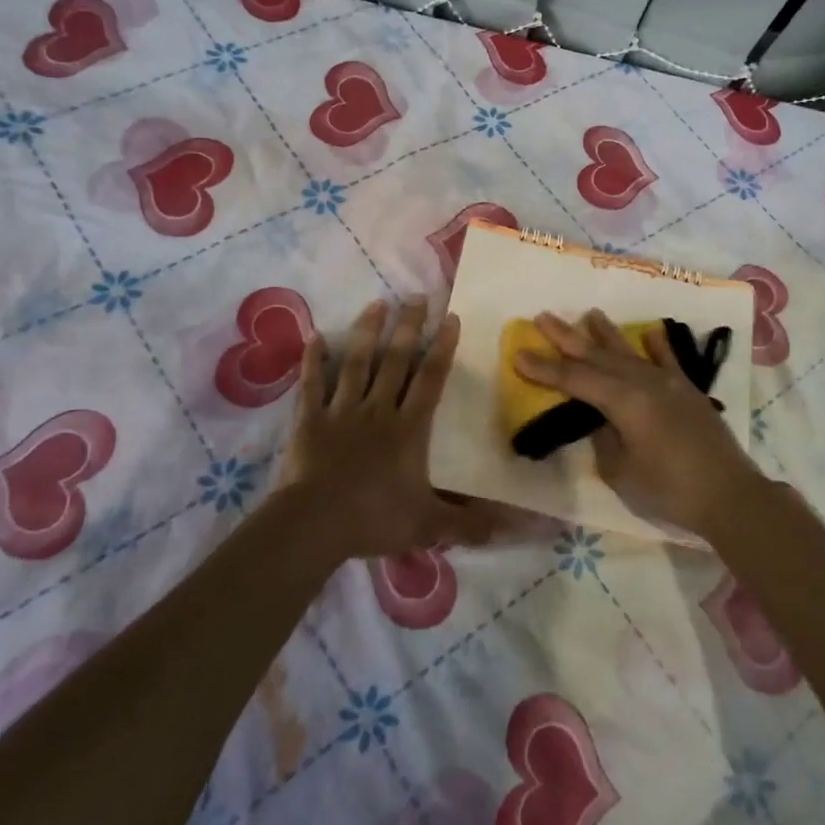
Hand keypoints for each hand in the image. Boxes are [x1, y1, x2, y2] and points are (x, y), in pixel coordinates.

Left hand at [277, 298, 492, 559]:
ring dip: (367, 332)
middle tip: (415, 296)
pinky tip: (314, 335)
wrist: (315, 525)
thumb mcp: (429, 524)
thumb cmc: (375, 519)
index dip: (442, 347)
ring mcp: (342, 410)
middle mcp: (378, 409)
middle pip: (396, 360)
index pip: (430, 379)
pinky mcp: (310, 419)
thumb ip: (469, 523)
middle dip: (407, 326)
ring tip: (377, 304)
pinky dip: (313, 360)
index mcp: (408, 428)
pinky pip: (312, 384)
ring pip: (357, 363)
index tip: (450, 317)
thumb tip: (513, 528)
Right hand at [515, 310, 763, 537]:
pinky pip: (669, 361)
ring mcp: (670, 383)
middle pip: (598, 356)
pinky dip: (658, 345)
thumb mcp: (622, 471)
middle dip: (567, 337)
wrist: (730, 495)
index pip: (575, 379)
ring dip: (606, 333)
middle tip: (542, 317)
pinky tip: (650, 332)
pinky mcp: (690, 391)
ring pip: (630, 352)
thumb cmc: (670, 489)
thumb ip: (604, 439)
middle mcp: (644, 382)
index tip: (518, 354)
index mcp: (624, 401)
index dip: (545, 368)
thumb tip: (601, 420)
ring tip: (589, 314)